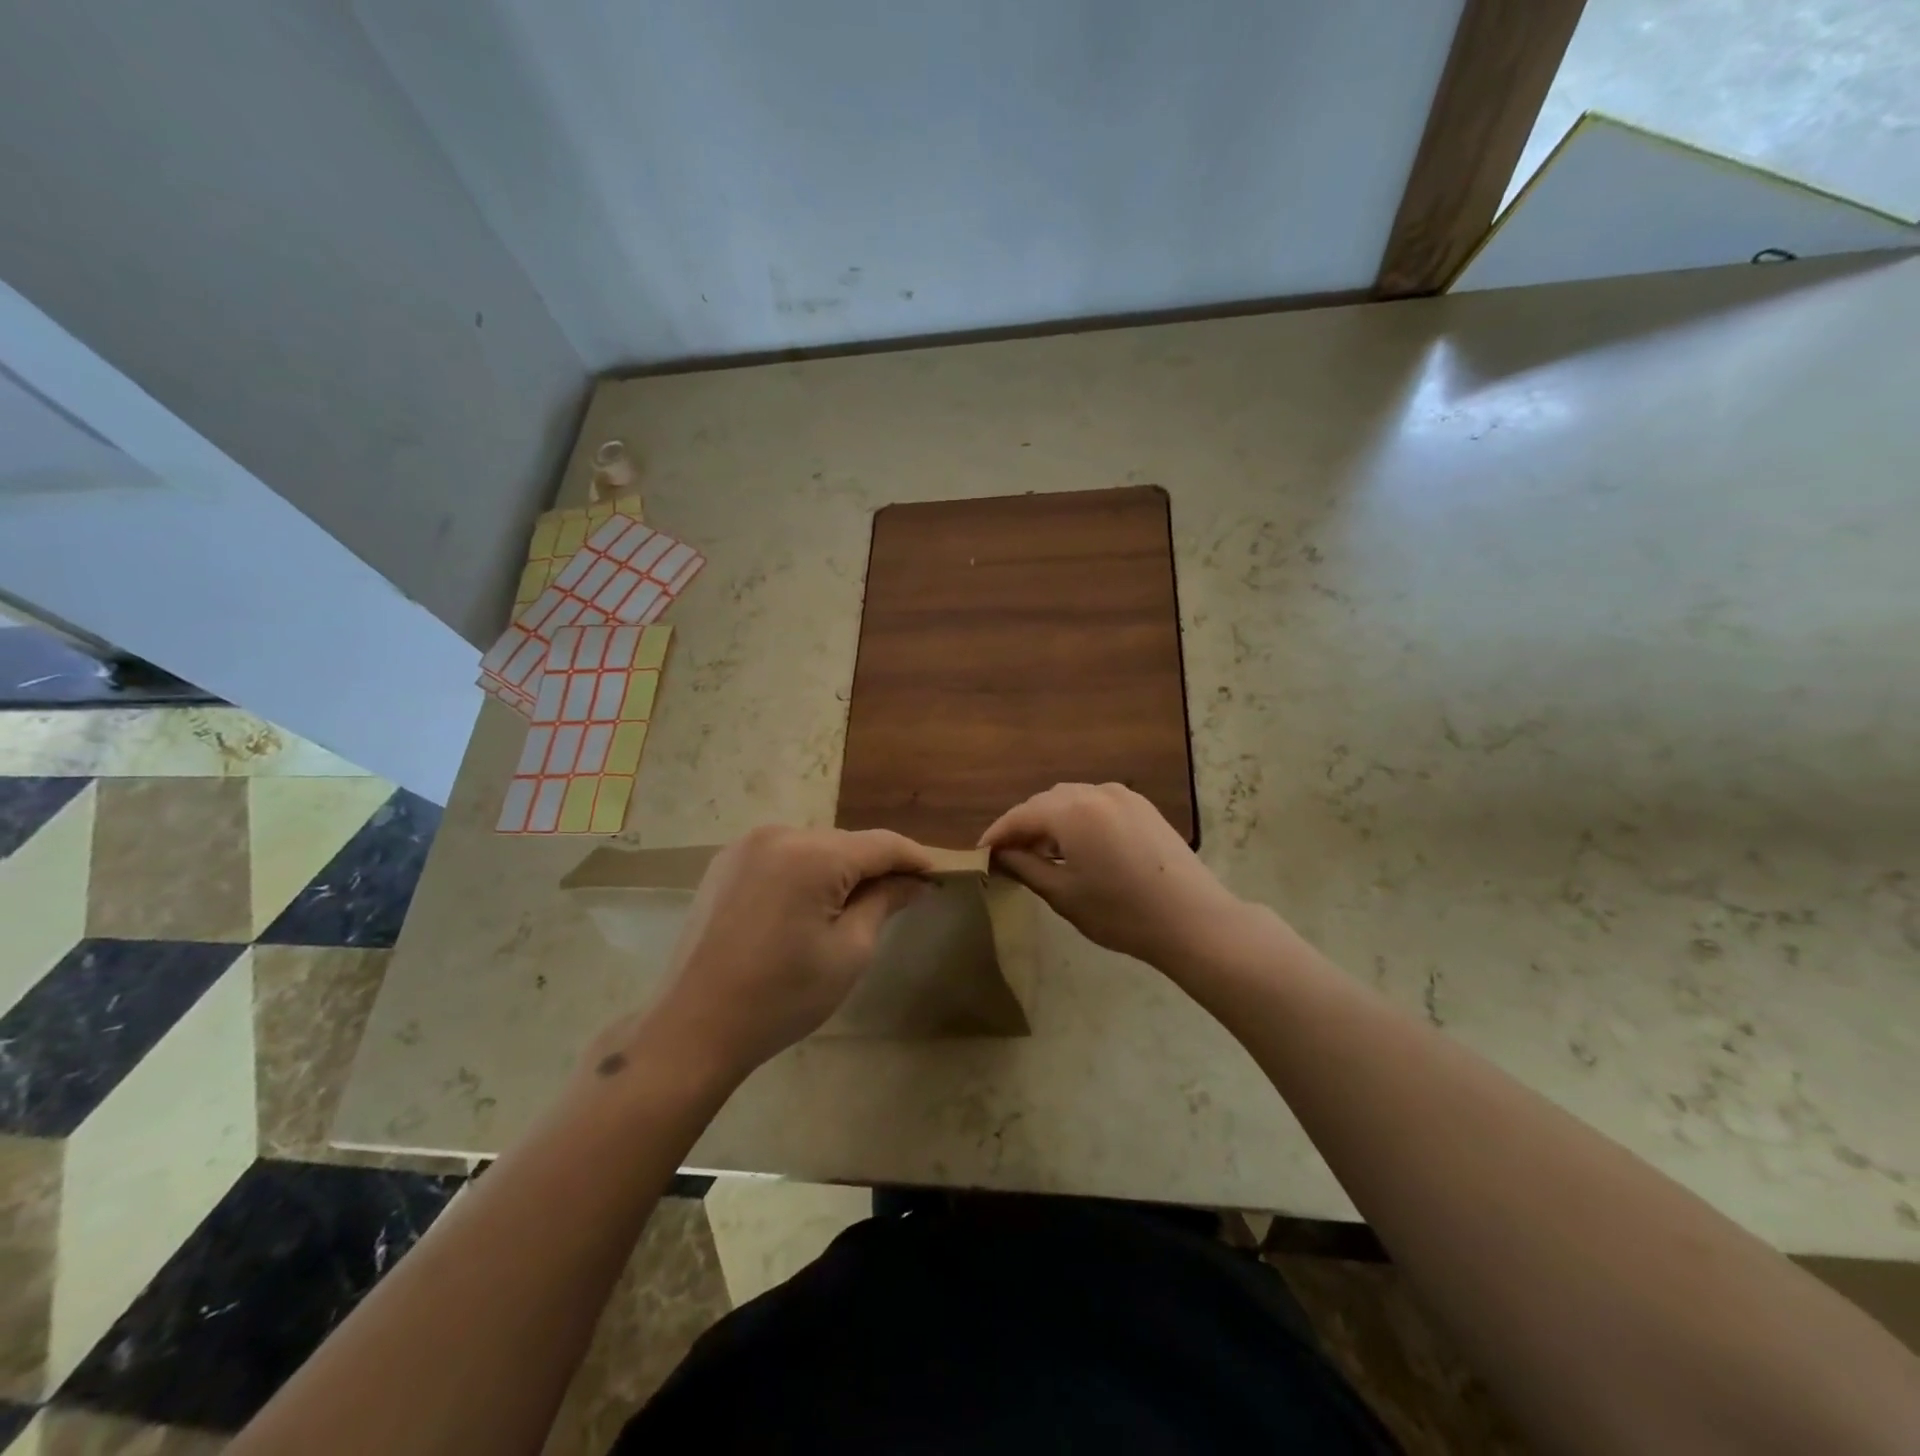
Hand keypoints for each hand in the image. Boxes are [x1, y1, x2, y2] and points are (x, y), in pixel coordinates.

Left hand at [606, 826, 934, 1084]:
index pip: (882, 844)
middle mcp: (779, 834)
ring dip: (841, 869)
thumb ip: (884, 902)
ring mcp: (746, 846)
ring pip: (815, 847)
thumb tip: (915, 881)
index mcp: (812, 855)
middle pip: (847, 843)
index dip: (916, 858)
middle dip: (877, 866)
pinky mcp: (726, 863)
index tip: (941, 875)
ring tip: (859, 905)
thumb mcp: (849, 952)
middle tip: (904, 896)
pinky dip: (806, 872)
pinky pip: (783, 856)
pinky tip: (811, 904)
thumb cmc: (782, 996)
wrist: (694, 1027)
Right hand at [980, 783, 1246, 971]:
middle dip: (1023, 825)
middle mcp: (1095, 791)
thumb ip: (1025, 867)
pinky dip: (1078, 818)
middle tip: (1009, 856)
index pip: (1019, 816)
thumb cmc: (1121, 912)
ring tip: (1042, 853)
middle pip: (1044, 802)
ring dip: (1051, 820)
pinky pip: (1096, 803)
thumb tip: (1000, 854)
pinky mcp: (1143, 806)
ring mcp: (1123, 796)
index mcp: (1071, 810)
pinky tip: (1078, 846)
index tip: (980, 853)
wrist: (1193, 920)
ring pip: (1071, 799)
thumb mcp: (1063, 894)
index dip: (996, 834)